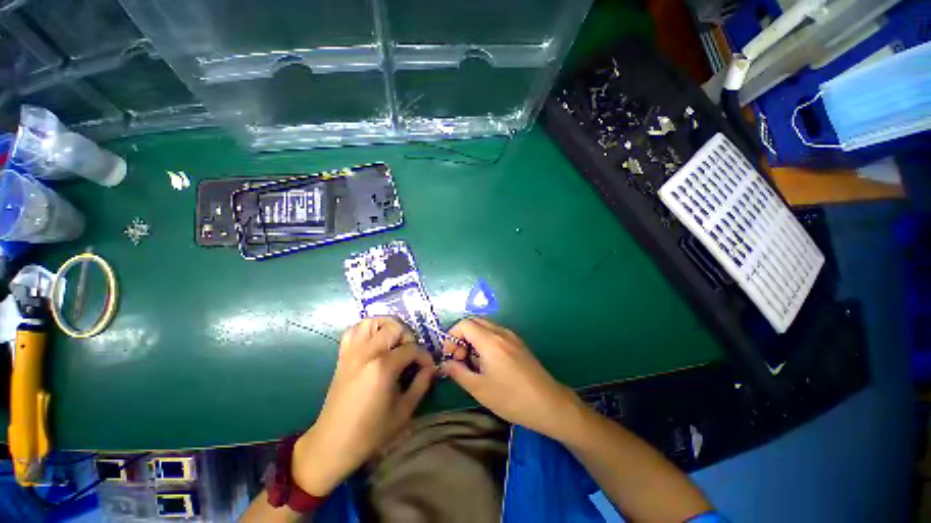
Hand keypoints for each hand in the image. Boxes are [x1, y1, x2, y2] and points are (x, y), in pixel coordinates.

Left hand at [292, 317, 434, 495]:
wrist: (332, 444)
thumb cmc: (371, 432)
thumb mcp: (404, 411)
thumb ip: (421, 384)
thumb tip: (431, 368)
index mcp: (383, 367)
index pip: (411, 348)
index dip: (424, 356)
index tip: (428, 367)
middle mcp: (366, 353)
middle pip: (394, 327)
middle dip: (408, 336)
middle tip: (411, 353)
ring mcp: (351, 352)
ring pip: (371, 322)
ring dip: (387, 327)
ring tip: (394, 342)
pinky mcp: (342, 356)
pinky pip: (353, 331)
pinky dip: (367, 330)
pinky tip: (374, 342)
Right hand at [440, 318, 582, 440]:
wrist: (549, 404)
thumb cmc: (511, 398)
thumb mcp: (479, 388)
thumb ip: (458, 372)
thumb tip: (445, 364)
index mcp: (490, 340)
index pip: (464, 324)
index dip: (452, 336)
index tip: (451, 356)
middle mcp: (501, 332)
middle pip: (475, 322)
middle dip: (462, 336)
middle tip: (460, 358)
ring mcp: (512, 336)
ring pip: (485, 327)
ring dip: (474, 339)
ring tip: (473, 363)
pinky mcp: (518, 343)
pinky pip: (496, 334)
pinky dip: (485, 342)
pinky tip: (488, 363)